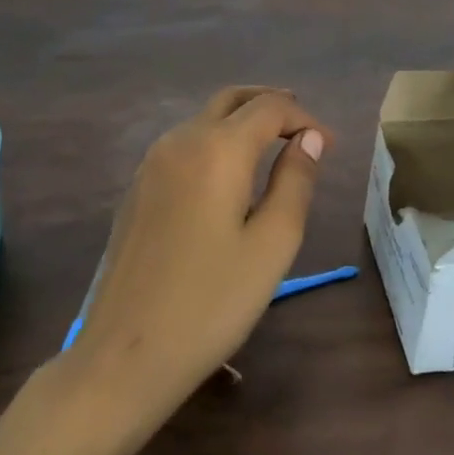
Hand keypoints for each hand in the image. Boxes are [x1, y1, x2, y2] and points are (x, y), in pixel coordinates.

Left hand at [70, 87, 330, 416]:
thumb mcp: (273, 243)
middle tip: (302, 128)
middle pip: (231, 100)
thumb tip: (310, 138)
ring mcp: (150, 164)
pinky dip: (215, 142)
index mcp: (217, 149)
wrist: (125, 355)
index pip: (270, 107)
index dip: (304, 118)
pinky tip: (229, 177)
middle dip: (271, 105)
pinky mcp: (136, 189)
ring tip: (274, 149)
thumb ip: (296, 181)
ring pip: (204, 119)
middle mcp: (179, 141)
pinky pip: (184, 145)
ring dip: (241, 122)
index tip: (328, 147)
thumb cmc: (212, 302)